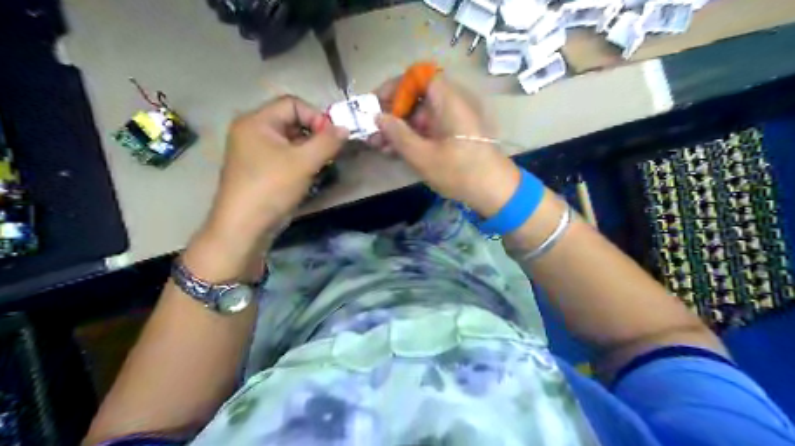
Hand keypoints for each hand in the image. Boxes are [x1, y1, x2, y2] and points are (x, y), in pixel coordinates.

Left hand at [199, 92, 347, 261]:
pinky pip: (284, 156)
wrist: (243, 228)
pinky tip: (308, 176)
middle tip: (329, 153)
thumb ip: (327, 142)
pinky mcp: (258, 170)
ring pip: (289, 141)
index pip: (292, 103)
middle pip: (291, 121)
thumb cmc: (271, 188)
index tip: (332, 138)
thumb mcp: (303, 162)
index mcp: (256, 121)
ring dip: (309, 150)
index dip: (316, 116)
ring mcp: (253, 152)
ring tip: (321, 166)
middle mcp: (252, 131)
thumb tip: (345, 128)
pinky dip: (299, 162)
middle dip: (314, 135)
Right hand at [373, 75, 523, 216]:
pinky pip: (430, 127)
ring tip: (379, 145)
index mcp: (449, 100)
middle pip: (418, 96)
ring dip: (399, 127)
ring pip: (421, 114)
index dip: (395, 86)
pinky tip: (394, 151)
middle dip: (392, 111)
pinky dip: (413, 136)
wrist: (495, 192)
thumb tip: (378, 117)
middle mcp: (453, 103)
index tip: (377, 103)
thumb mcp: (423, 156)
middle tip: (373, 130)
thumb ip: (398, 135)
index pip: (419, 75)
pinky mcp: (454, 135)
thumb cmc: (460, 172)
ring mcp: (454, 120)